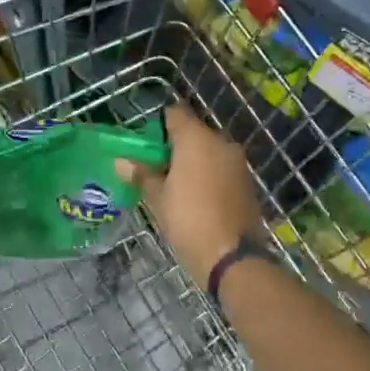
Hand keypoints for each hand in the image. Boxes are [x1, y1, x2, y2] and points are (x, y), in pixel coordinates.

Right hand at [119, 103, 263, 284]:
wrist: (232, 257)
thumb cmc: (188, 220)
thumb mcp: (157, 198)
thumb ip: (142, 174)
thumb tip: (122, 161)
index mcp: (196, 138)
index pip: (175, 113)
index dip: (159, 125)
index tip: (146, 146)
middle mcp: (221, 142)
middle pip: (194, 132)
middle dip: (175, 146)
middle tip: (156, 170)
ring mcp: (237, 162)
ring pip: (209, 151)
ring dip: (193, 162)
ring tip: (175, 187)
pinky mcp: (247, 181)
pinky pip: (222, 168)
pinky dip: (209, 176)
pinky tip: (197, 198)